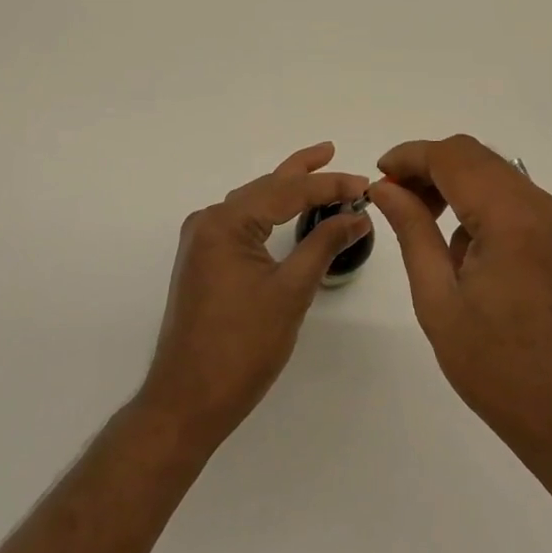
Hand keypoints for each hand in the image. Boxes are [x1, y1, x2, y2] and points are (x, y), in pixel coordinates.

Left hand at [141, 143, 368, 446]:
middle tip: (332, 151)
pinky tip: (286, 211)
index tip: (364, 184)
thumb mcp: (291, 291)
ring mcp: (201, 243)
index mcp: (225, 223)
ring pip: (252, 204)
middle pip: (265, 188)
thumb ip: (324, 244)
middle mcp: (208, 222)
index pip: (287, 191)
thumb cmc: (242, 347)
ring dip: (285, 190)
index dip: (328, 185)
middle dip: (302, 172)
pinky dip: (268, 213)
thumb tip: (357, 215)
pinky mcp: (203, 262)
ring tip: (316, 173)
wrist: (187, 402)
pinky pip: (241, 224)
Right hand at [372, 135, 551, 460]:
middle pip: (475, 156)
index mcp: (510, 217)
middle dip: (429, 167)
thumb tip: (385, 188)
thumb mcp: (439, 300)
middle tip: (394, 198)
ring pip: (494, 173)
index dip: (409, 157)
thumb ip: (412, 231)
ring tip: (423, 221)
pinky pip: (513, 198)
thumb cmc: (499, 367)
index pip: (452, 157)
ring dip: (454, 183)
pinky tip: (462, 247)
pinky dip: (480, 202)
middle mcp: (540, 205)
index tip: (378, 176)